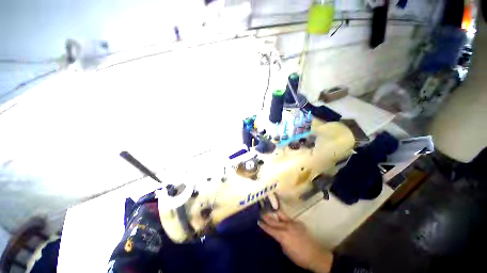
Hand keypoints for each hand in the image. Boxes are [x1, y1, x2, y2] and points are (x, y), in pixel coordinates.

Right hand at [258, 211, 332, 272]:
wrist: (315, 254)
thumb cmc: (299, 257)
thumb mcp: (286, 251)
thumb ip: (280, 241)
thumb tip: (278, 236)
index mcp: (282, 235)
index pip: (270, 229)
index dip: (263, 225)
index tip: (258, 221)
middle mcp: (286, 227)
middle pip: (274, 221)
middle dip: (267, 217)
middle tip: (262, 213)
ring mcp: (293, 223)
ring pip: (281, 215)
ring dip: (275, 214)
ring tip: (272, 213)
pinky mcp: (298, 223)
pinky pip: (289, 219)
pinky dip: (285, 219)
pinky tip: (285, 221)